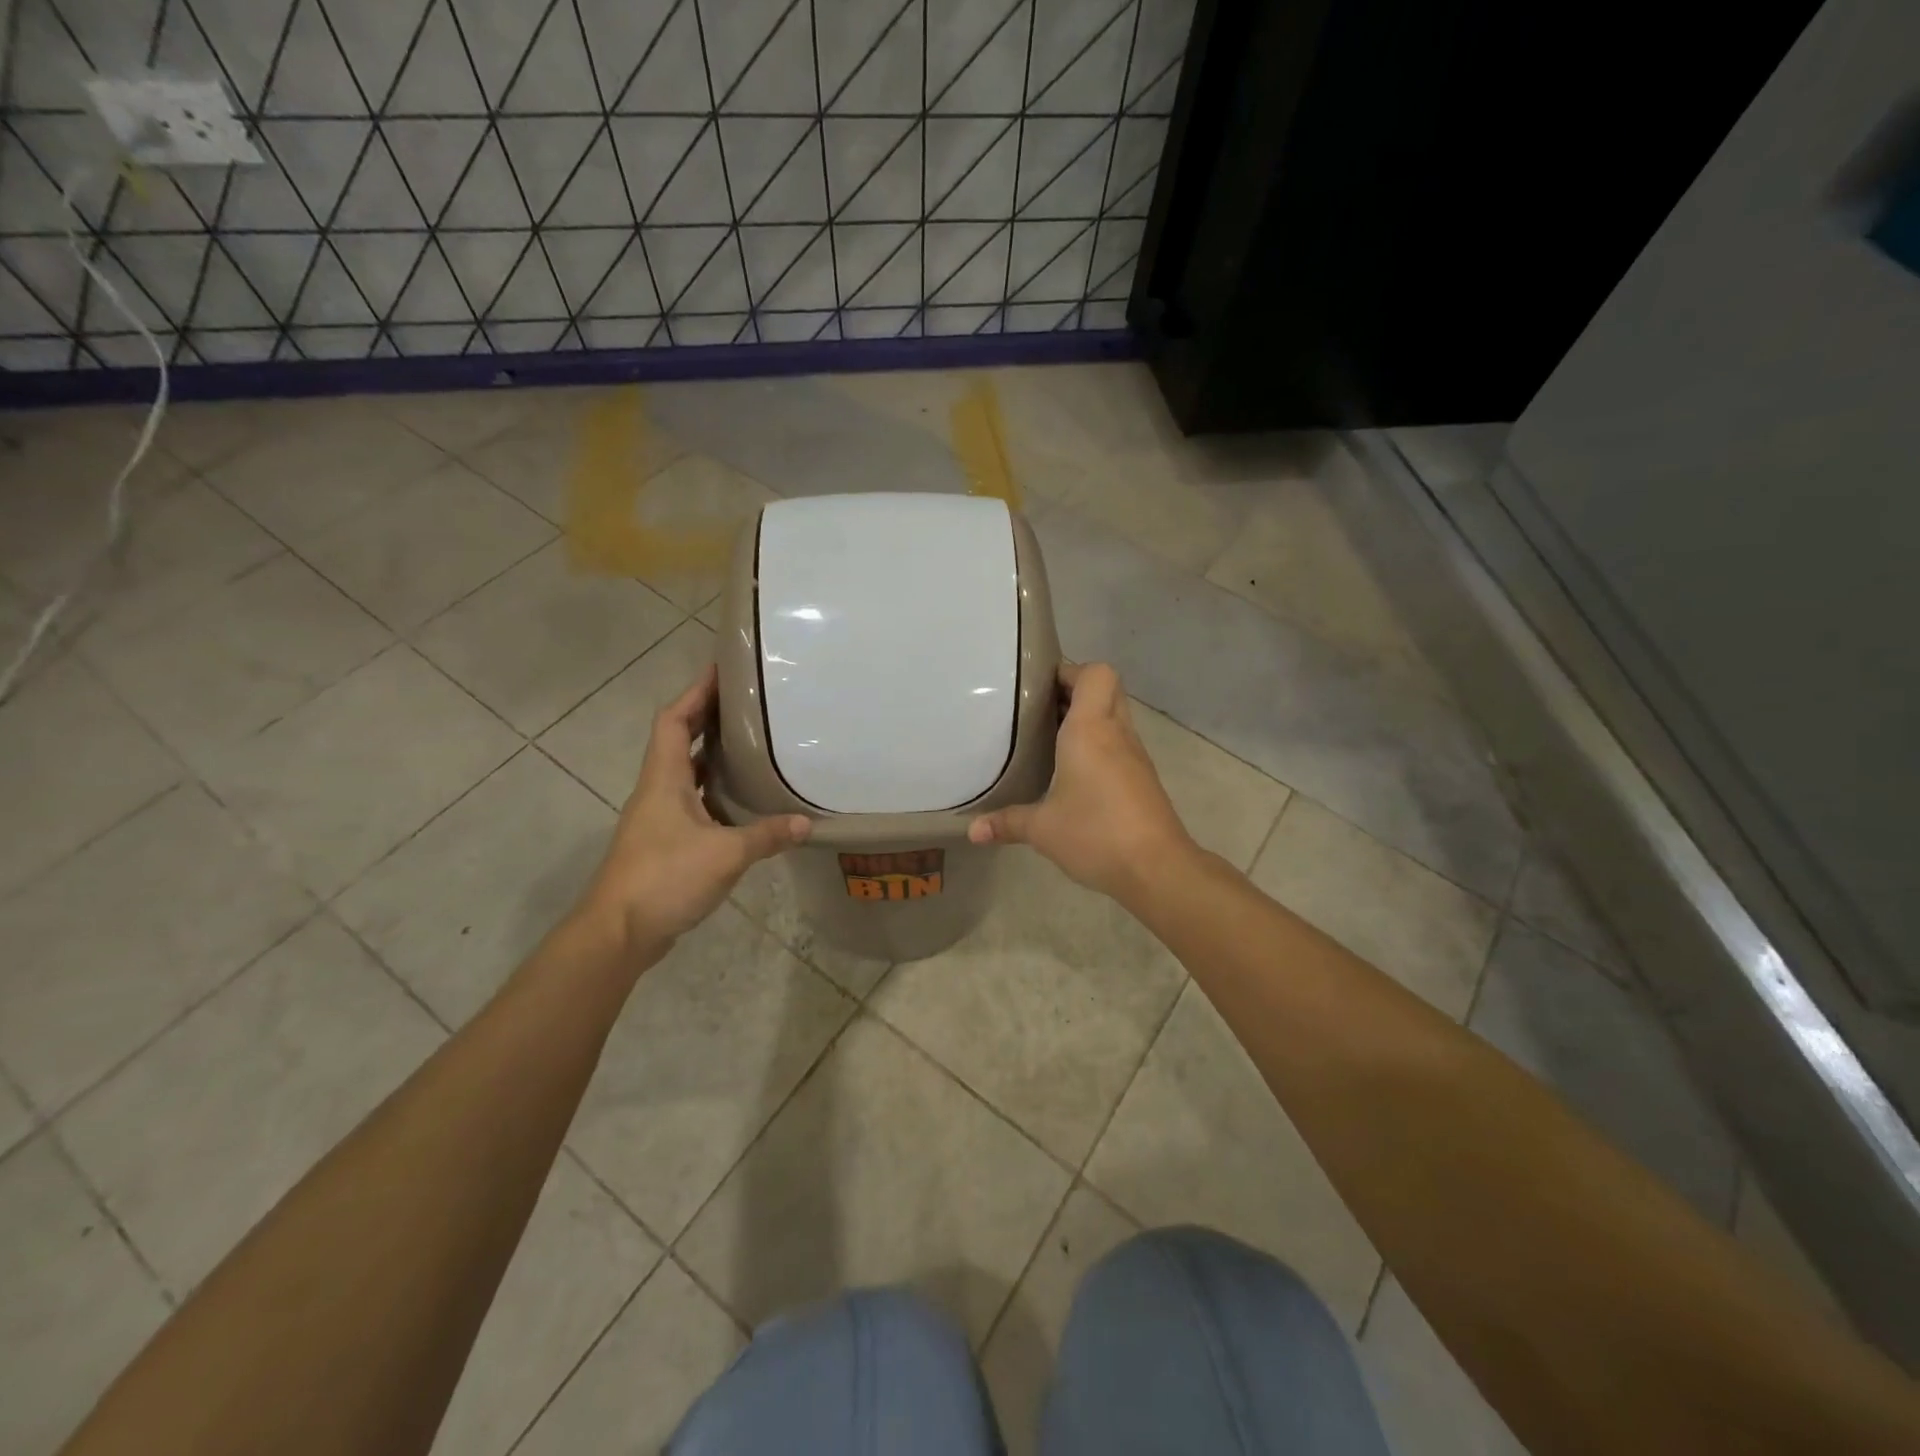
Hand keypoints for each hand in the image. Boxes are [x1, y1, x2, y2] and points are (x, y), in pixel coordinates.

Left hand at [575, 665, 809, 958]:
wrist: (618, 933)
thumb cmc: (664, 878)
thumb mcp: (725, 854)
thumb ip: (766, 835)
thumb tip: (805, 823)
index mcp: (663, 779)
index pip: (674, 720)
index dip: (696, 692)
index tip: (723, 671)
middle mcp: (658, 790)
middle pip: (679, 740)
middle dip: (709, 718)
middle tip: (749, 705)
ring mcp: (659, 818)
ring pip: (687, 773)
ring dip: (713, 756)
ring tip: (753, 744)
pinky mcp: (665, 843)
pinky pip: (694, 802)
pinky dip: (716, 792)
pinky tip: (744, 801)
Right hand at [967, 662, 1195, 901]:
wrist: (1157, 867)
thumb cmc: (1095, 834)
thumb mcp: (1042, 829)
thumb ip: (1006, 823)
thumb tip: (972, 831)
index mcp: (1091, 730)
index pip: (1095, 673)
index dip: (1070, 671)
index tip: (1040, 687)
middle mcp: (1116, 733)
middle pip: (1107, 688)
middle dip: (1076, 690)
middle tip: (1041, 709)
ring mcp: (1134, 755)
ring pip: (1116, 715)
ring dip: (1089, 717)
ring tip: (1052, 737)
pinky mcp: (1143, 778)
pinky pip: (1120, 743)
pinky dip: (1100, 744)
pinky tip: (1074, 771)